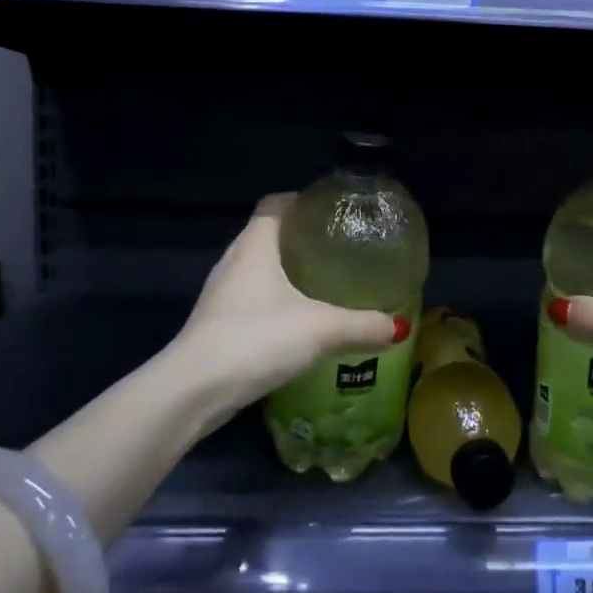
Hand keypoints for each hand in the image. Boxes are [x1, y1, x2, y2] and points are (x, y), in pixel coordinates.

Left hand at [173, 194, 406, 413]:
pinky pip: (250, 299)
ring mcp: (220, 294)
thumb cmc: (256, 339)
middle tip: (337, 248)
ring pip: (257, 269)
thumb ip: (362, 325)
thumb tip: (398, 326)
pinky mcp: (216, 324)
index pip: (274, 204)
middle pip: (267, 234)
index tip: (330, 211)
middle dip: (300, 238)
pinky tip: (297, 322)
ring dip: (285, 272)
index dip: (300, 201)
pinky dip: (273, 301)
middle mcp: (233, 262)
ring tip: (322, 283)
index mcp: (255, 245)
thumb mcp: (320, 329)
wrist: (194, 391)